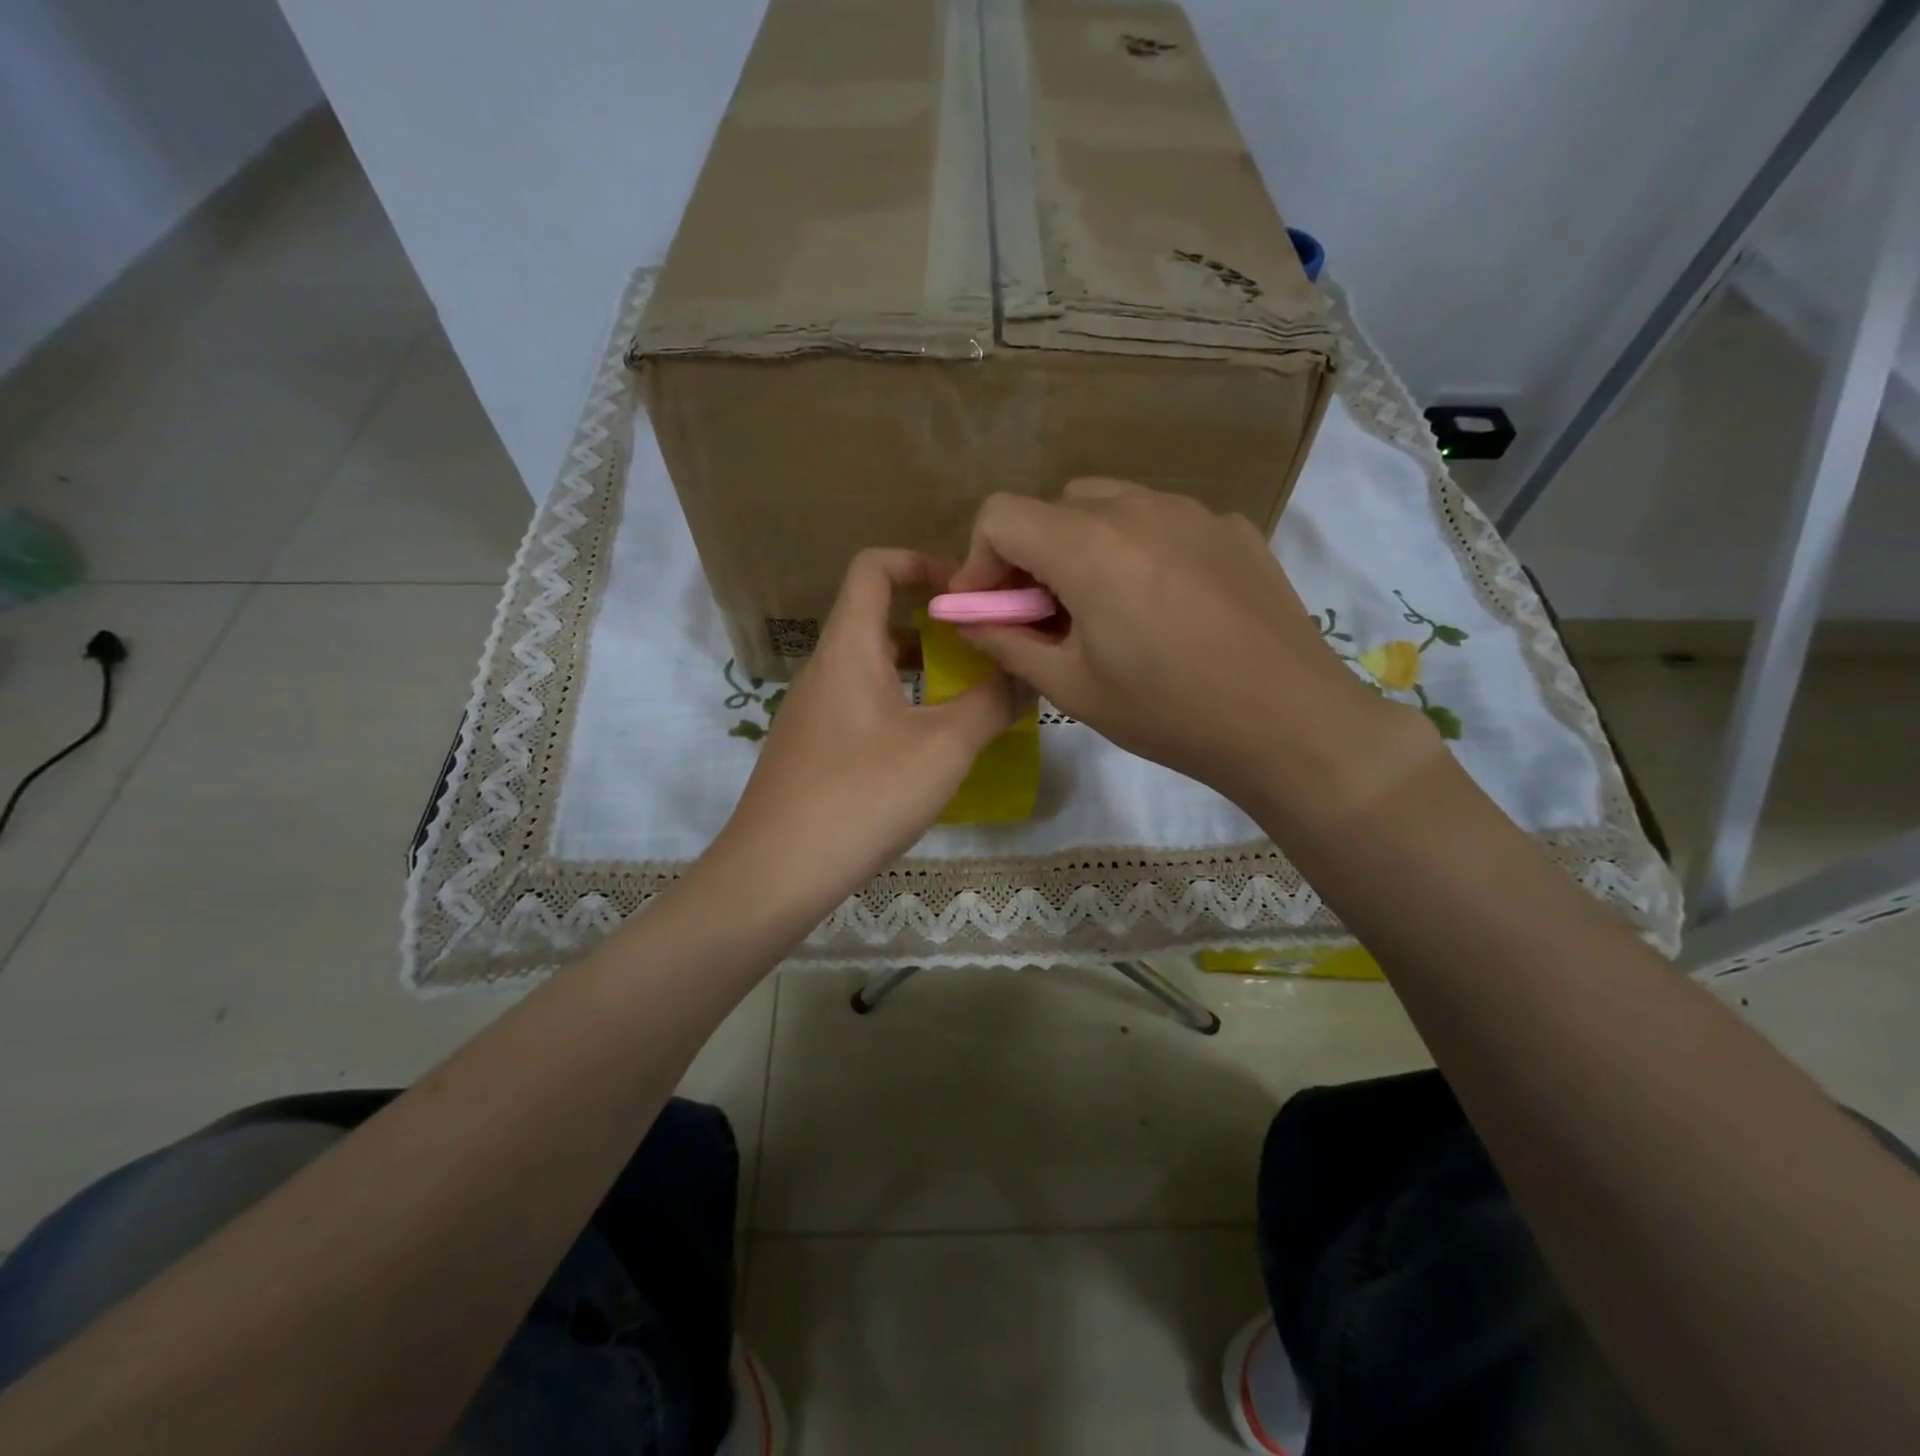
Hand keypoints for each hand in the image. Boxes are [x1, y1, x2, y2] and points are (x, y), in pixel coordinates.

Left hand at [711, 549, 1022, 918]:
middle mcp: (824, 667)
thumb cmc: (863, 795)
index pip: (874, 566)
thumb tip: (1026, 674)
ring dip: (918, 666)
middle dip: (932, 622)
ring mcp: (812, 709)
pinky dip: (898, 701)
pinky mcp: (811, 745)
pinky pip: (859, 700)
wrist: (777, 870)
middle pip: (875, 615)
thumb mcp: (944, 748)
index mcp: (849, 647)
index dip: (920, 561)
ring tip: (965, 692)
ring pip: (869, 663)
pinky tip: (927, 743)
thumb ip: (992, 703)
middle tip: (981, 646)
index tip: (966, 593)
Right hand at [949, 479, 1438, 824]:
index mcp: (1088, 546)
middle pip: (1053, 506)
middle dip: (1031, 555)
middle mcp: (1137, 508)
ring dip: (1084, 547)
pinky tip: (1165, 605)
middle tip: (1045, 615)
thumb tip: (970, 622)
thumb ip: (1008, 644)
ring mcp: (1192, 510)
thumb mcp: (1072, 688)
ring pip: (1109, 505)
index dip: (979, 561)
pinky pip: (1161, 521)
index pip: (1000, 514)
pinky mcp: (1231, 527)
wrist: (1290, 722)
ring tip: (1106, 609)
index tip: (989, 609)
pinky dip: (1139, 549)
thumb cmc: (1169, 712)